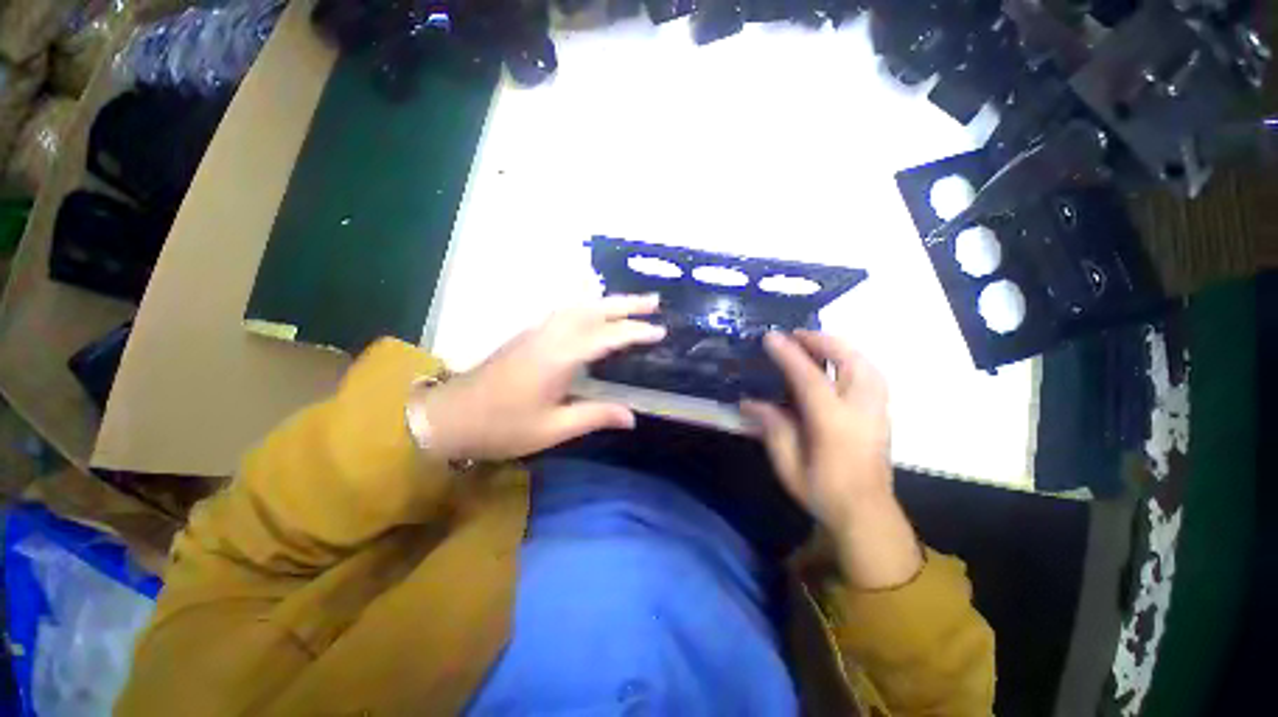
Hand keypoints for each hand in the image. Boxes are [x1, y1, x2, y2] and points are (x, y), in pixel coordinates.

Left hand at [416, 294, 665, 461]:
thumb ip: (594, 416)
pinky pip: (565, 311)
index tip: (660, 331)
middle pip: (593, 310)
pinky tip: (595, 313)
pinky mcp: (528, 335)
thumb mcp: (552, 429)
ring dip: (607, 302)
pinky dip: (587, 306)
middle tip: (655, 301)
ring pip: (578, 306)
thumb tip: (632, 416)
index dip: (636, 332)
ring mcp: (536, 332)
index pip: (607, 336)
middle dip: (627, 304)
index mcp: (559, 357)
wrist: (450, 416)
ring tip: (632, 304)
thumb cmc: (502, 427)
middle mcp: (550, 336)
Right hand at [741, 331, 922, 588]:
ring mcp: (877, 410)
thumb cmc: (822, 492)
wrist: (866, 514)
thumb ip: (772, 427)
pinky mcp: (883, 414)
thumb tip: (749, 402)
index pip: (809, 377)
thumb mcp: (788, 464)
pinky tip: (837, 364)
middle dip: (822, 341)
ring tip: (816, 344)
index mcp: (833, 423)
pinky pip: (872, 374)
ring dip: (840, 347)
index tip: (771, 337)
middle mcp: (860, 410)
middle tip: (797, 335)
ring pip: (866, 363)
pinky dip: (853, 359)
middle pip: (849, 361)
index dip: (788, 354)